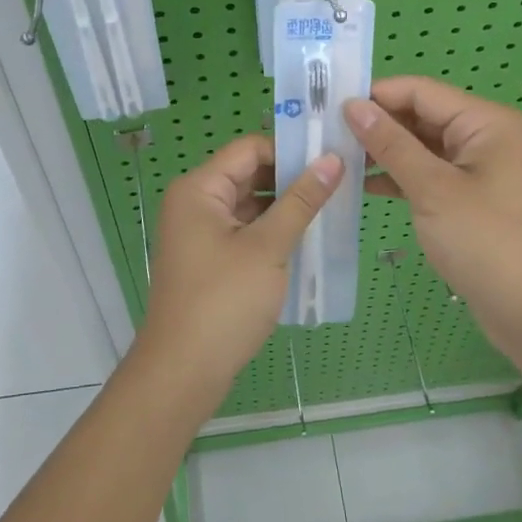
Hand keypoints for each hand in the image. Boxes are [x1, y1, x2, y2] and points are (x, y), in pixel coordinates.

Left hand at [136, 134, 341, 402]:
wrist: (183, 372)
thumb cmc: (223, 301)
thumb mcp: (268, 247)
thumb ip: (301, 201)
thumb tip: (332, 160)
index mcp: (199, 189)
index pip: (249, 149)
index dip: (290, 149)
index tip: (332, 158)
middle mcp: (194, 203)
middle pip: (248, 174)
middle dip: (291, 178)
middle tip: (339, 182)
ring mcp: (199, 233)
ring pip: (249, 204)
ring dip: (284, 207)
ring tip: (331, 208)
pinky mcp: (209, 259)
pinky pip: (244, 231)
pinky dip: (272, 231)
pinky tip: (306, 239)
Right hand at [344, 77, 521, 346]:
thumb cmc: (485, 241)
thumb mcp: (432, 188)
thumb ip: (390, 144)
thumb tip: (352, 106)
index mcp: (483, 121)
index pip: (419, 91)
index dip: (375, 95)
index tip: (329, 107)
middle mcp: (482, 135)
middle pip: (420, 115)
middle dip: (376, 123)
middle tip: (325, 134)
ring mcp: (475, 167)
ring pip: (420, 145)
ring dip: (383, 150)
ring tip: (335, 157)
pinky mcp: (467, 196)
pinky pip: (426, 172)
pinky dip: (397, 175)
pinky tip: (361, 184)